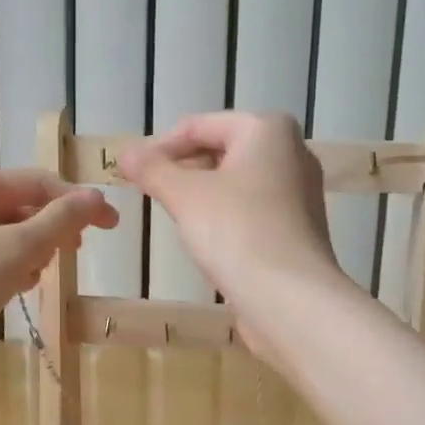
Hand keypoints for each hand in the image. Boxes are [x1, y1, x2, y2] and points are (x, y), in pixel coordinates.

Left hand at [0, 167, 117, 361]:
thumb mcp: (20, 248)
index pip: (37, 181)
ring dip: (30, 251)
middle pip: (20, 205)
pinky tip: (14, 289)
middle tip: (74, 254)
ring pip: (4, 233)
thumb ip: (62, 219)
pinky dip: (7, 267)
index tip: (113, 225)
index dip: (78, 201)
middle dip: (51, 229)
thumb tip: (95, 197)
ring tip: (36, 277)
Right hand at [119, 112, 344, 315]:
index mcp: (267, 129)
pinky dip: (225, 214)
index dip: (159, 147)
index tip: (131, 173)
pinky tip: (205, 238)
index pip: (199, 126)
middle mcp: (291, 151)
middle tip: (149, 192)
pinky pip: (252, 207)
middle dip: (181, 168)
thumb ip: (152, 170)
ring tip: (172, 214)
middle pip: (220, 149)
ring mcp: (299, 191)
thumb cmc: (236, 231)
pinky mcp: (298, 226)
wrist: (291, 298)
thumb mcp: (184, 195)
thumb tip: (126, 155)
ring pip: (236, 180)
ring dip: (201, 192)